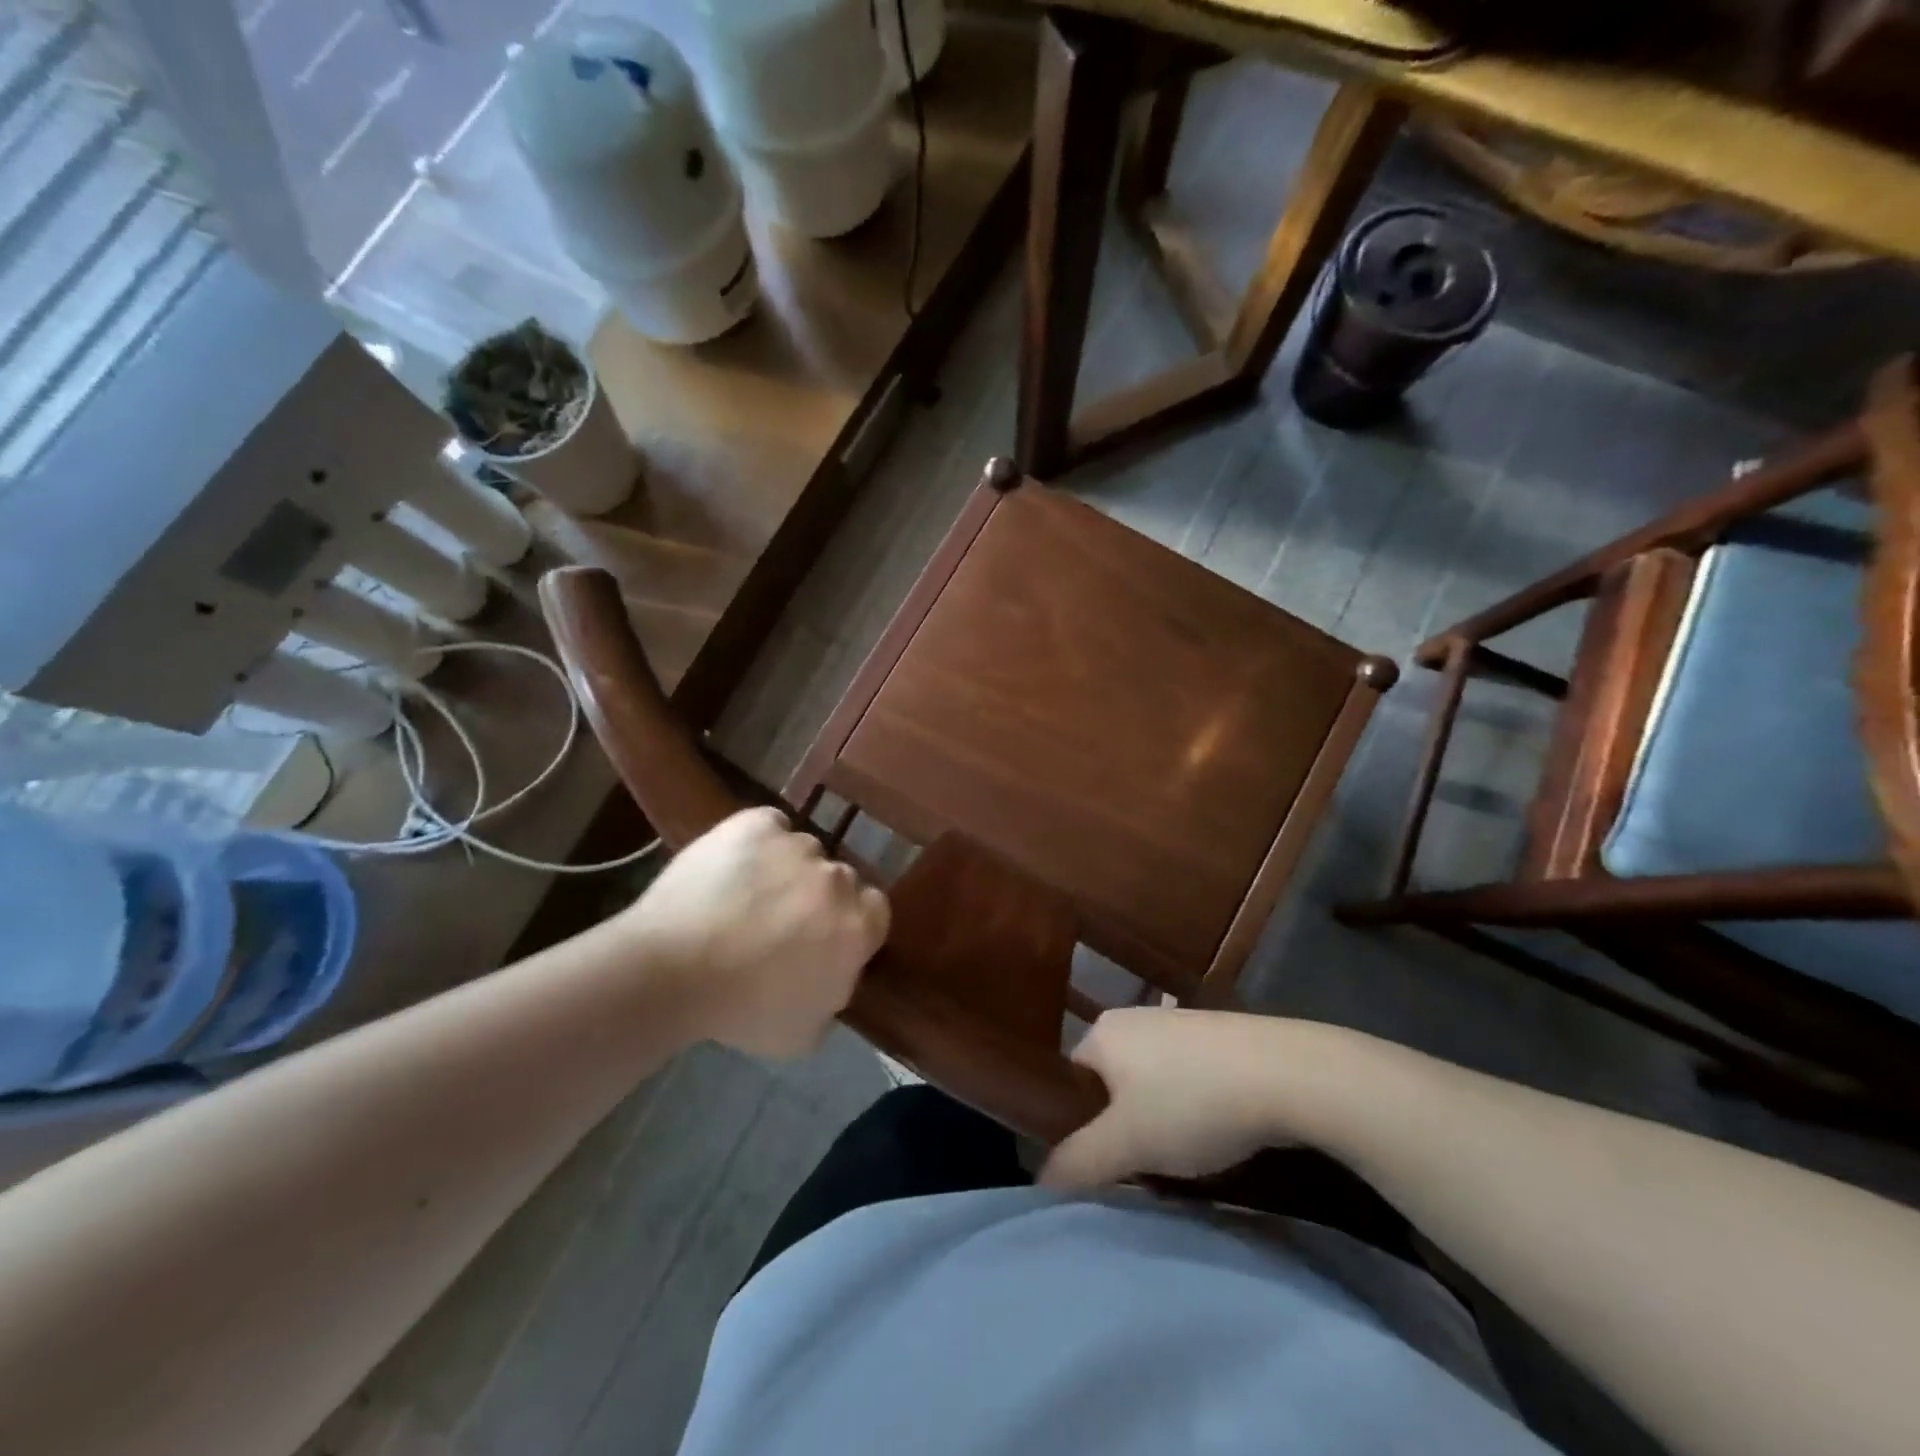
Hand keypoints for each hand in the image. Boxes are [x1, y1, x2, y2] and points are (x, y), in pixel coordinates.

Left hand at [619, 808, 889, 1059]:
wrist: (672, 973)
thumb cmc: (741, 1012)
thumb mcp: (805, 1033)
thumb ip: (835, 994)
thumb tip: (833, 973)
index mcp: (857, 927)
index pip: (876, 910)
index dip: (849, 922)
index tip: (822, 938)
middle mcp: (837, 878)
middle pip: (839, 879)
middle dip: (817, 897)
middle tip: (780, 921)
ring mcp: (796, 845)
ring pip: (803, 852)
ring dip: (786, 869)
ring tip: (746, 894)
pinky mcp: (756, 824)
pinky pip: (769, 826)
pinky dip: (758, 841)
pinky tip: (733, 866)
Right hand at [1040, 1008, 1303, 1187]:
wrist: (1286, 1073)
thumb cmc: (1192, 1103)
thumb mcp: (1128, 1144)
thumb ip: (1078, 1161)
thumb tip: (1039, 1179)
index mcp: (1102, 1032)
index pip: (1069, 1081)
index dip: (1079, 1126)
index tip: (1104, 1162)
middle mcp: (1133, 1018)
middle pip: (1110, 1084)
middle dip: (1122, 1127)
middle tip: (1144, 1165)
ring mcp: (1177, 1022)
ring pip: (1149, 1083)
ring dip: (1158, 1120)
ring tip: (1184, 1154)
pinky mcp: (1214, 1034)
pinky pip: (1185, 1076)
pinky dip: (1191, 1105)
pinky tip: (1215, 1130)